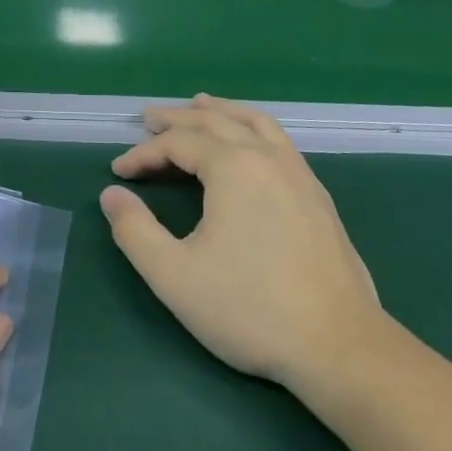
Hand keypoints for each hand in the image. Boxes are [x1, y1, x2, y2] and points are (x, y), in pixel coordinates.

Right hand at [101, 95, 383, 395]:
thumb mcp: (175, 276)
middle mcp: (267, 157)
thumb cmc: (250, 309)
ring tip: (200, 104)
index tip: (118, 173)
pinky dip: (252, 126)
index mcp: (233, 168)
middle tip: (148, 118)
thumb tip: (111, 195)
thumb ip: (135, 232)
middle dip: (177, 118)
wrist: (339, 346)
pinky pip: (278, 140)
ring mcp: (298, 173)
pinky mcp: (317, 195)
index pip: (178, 143)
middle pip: (215, 121)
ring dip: (221, 110)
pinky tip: (249, 143)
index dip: (143, 154)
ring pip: (254, 122)